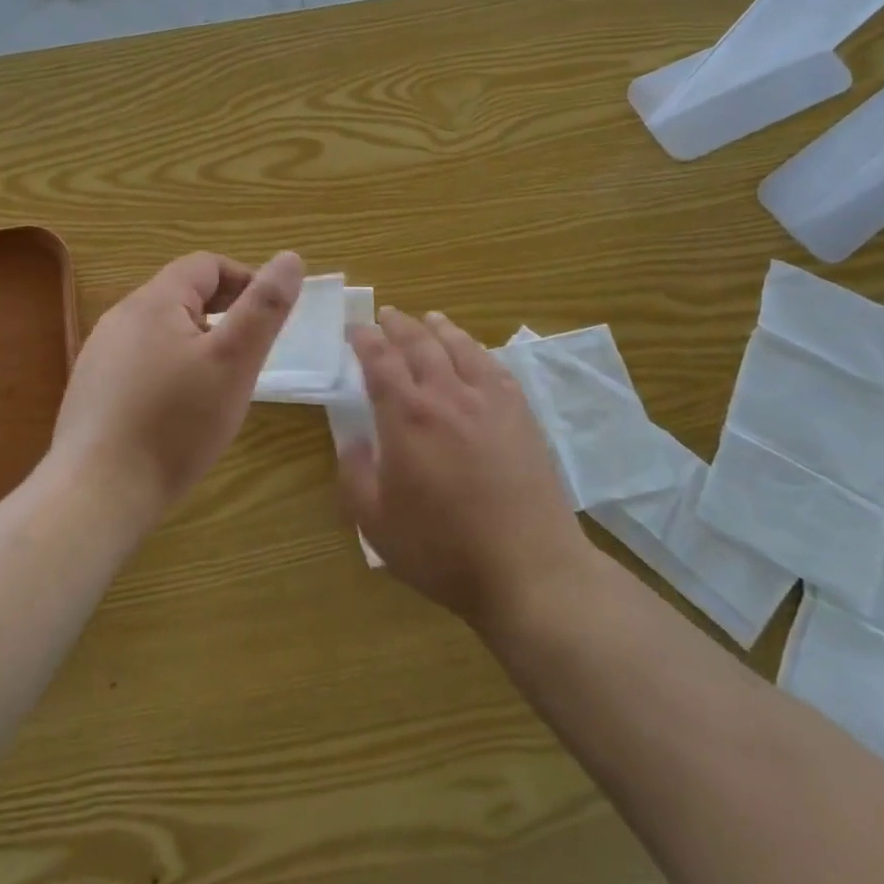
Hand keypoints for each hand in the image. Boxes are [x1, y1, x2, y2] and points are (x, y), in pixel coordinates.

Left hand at [50, 250, 303, 520]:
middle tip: (248, 355)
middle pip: (182, 294)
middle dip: (222, 313)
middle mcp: (120, 317)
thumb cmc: (175, 423)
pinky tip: (177, 410)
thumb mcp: (234, 361)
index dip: (245, 280)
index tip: (268, 318)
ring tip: (218, 384)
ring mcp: (100, 354)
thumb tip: (290, 258)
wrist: (97, 495)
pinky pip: (140, 361)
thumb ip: (264, 307)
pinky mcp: (92, 389)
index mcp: (154, 301)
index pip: (206, 265)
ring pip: (161, 330)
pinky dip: (170, 368)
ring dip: (196, 342)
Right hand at [340, 309, 591, 627]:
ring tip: (428, 318)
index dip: (365, 340)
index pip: (380, 360)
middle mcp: (446, 395)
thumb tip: (354, 441)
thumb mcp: (376, 524)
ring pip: (459, 347)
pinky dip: (476, 348)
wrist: (529, 568)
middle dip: (398, 325)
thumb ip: (355, 476)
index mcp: (407, 417)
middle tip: (386, 315)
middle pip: (419, 343)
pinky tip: (473, 350)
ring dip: (438, 328)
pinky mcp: (520, 413)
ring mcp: (488, 400)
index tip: (355, 329)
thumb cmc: (444, 550)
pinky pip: (494, 366)